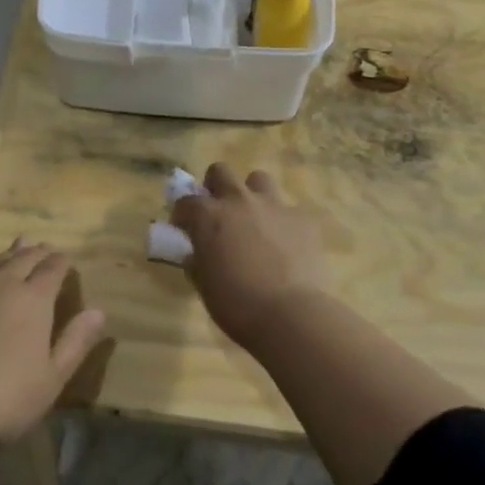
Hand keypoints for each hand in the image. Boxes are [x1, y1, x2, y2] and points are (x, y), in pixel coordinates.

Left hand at [0, 242, 107, 464]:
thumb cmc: (4, 399)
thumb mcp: (52, 379)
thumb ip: (75, 341)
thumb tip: (99, 310)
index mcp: (34, 299)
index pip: (53, 268)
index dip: (61, 262)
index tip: (65, 260)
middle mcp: (1, 282)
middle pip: (23, 258)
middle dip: (37, 252)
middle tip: (43, 248)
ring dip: (8, 253)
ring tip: (16, 246)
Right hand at [172, 164, 326, 346]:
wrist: (289, 314)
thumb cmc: (235, 303)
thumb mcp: (203, 284)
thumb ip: (196, 260)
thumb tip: (196, 253)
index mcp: (208, 215)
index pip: (186, 201)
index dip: (183, 214)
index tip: (184, 228)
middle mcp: (239, 200)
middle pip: (221, 171)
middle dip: (215, 186)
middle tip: (218, 210)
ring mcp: (273, 206)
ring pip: (259, 179)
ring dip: (252, 194)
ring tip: (254, 218)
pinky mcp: (302, 218)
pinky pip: (289, 210)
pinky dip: (283, 222)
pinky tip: (286, 243)